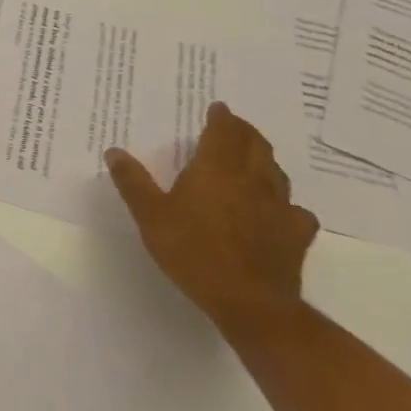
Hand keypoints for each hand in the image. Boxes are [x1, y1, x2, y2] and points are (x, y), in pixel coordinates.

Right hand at [106, 102, 317, 335]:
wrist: (249, 302)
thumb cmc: (193, 251)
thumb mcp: (150, 216)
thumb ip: (133, 182)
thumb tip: (114, 151)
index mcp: (216, 168)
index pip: (224, 131)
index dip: (222, 117)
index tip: (218, 108)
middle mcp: (252, 180)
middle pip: (255, 145)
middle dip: (245, 132)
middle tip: (234, 127)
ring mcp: (279, 207)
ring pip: (276, 172)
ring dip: (264, 160)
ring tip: (254, 160)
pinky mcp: (296, 235)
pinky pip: (296, 210)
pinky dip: (286, 203)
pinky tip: (279, 211)